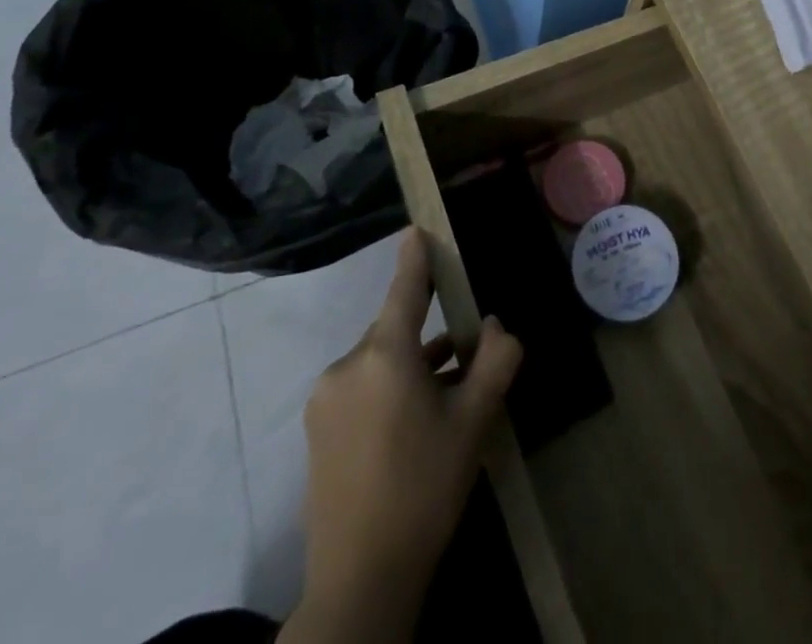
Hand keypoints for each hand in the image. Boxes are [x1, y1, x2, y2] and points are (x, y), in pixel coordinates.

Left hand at [291, 228, 521, 637]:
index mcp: (384, 356)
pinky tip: (418, 416)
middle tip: (466, 351)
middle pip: (395, 329)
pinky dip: (390, 387)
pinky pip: (362, 386)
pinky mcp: (317, 431)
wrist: (359, 582)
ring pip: (380, 360)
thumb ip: (494, 360)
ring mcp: (326, 401)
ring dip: (412, 365)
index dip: (415, 258)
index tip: (417, 229)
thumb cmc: (424, 488)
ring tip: (450, 389)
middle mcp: (347, 367)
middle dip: (428, 332)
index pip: (404, 290)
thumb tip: (492, 327)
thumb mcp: (475, 421)